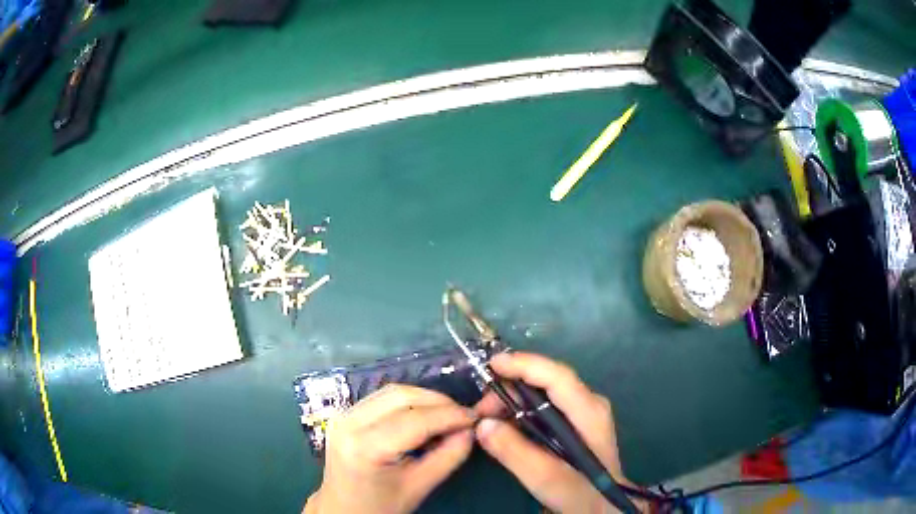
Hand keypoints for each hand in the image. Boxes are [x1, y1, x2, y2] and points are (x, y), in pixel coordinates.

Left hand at [304, 384, 476, 513]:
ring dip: (424, 399)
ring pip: (392, 392)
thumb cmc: (379, 506)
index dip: (449, 415)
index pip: (414, 420)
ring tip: (447, 416)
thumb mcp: (418, 487)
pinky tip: (424, 416)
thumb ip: (448, 457)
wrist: (342, 509)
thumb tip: (470, 431)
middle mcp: (348, 423)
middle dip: (438, 402)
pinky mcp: (344, 413)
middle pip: (401, 396)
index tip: (475, 417)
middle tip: (463, 416)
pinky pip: (382, 398)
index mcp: (364, 447)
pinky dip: (408, 402)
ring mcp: (342, 415)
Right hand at [474, 352, 638, 512]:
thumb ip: (515, 452)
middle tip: (481, 410)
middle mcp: (587, 403)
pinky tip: (503, 426)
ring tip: (486, 421)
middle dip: (510, 388)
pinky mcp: (572, 422)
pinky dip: (519, 411)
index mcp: (589, 412)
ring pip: (541, 392)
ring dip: (511, 401)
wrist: (600, 506)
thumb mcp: (547, 478)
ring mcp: (581, 411)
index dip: (525, 365)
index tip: (491, 365)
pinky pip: (542, 405)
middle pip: (546, 381)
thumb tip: (483, 424)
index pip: (557, 376)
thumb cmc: (580, 493)